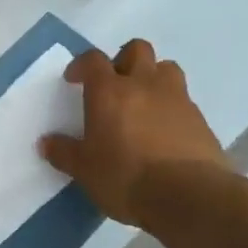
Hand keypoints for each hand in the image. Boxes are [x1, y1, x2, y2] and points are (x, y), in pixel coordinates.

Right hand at [39, 39, 233, 228]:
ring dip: (153, 78)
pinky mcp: (201, 120)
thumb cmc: (126, 177)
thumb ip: (64, 153)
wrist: (189, 197)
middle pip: (137, 50)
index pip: (92, 60)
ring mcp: (176, 99)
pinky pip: (184, 101)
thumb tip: (46, 143)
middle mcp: (144, 85)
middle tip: (114, 84)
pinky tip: (165, 132)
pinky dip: (172, 108)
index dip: (81, 65)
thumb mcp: (84, 170)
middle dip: (123, 60)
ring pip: (166, 68)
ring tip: (144, 103)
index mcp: (109, 91)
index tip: (74, 80)